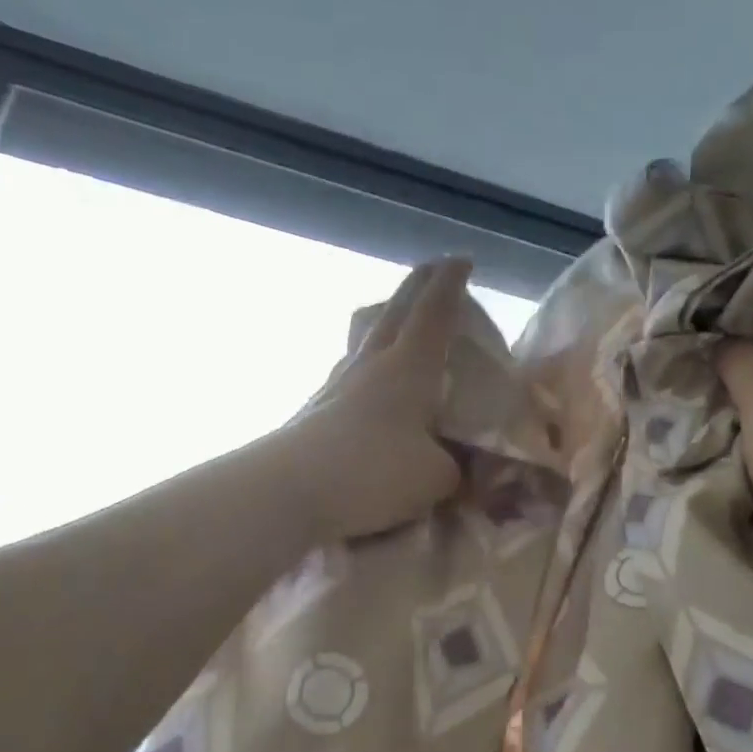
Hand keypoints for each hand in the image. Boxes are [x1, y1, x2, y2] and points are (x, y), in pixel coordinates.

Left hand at [282, 258, 470, 540]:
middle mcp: (371, 365)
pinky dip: (366, 371)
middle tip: (431, 270)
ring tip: (395, 327)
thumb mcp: (437, 477)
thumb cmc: (375, 472)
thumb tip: (453, 466)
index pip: (434, 312)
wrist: (290, 492)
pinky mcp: (315, 414)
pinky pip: (349, 378)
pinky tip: (368, 390)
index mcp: (409, 367)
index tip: (462, 259)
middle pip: (394, 312)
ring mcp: (337, 386)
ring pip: (364, 341)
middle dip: (416, 286)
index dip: (451, 284)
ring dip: (384, 326)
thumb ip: (454, 466)